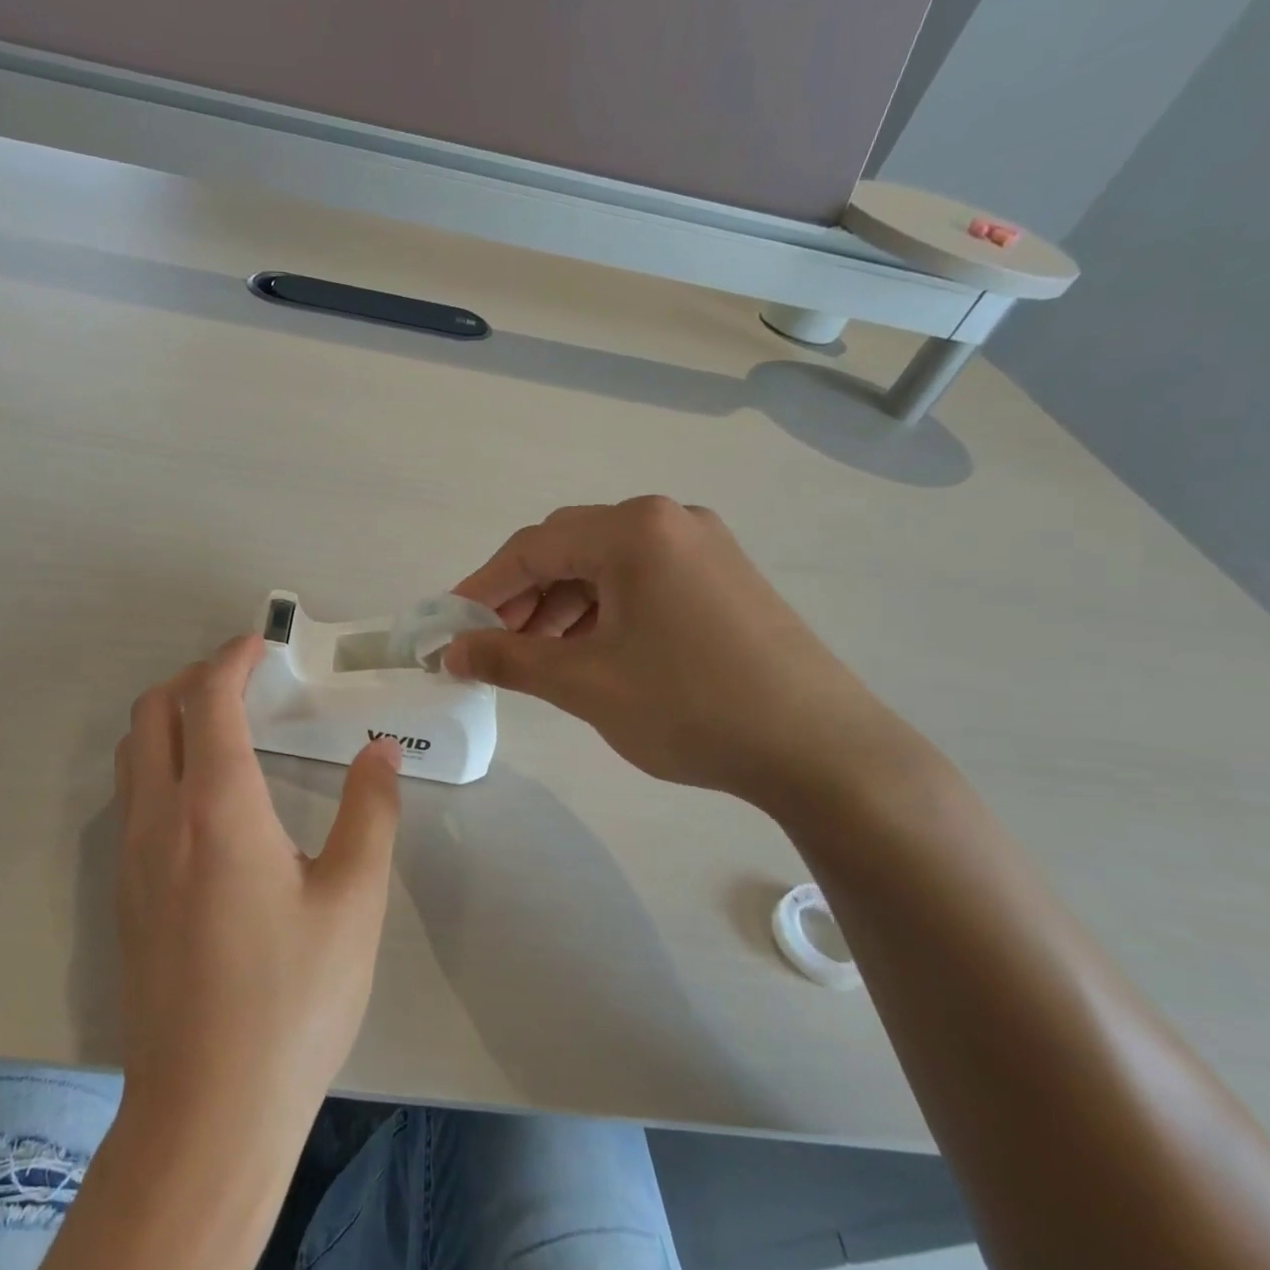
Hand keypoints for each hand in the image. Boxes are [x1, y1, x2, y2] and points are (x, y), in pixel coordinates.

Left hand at [113, 635, 402, 1140]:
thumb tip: (380, 750)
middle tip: (244, 682)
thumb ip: (371, 811)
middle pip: (153, 711)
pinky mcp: (122, 893)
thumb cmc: (292, 1001)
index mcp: (217, 810)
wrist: (206, 1111)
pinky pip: (130, 795)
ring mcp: (130, 857)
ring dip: (170, 718)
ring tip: (224, 728)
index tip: (262, 645)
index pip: (209, 700)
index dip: (232, 659)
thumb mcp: (354, 901)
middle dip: (194, 678)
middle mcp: (160, 819)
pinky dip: (160, 762)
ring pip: (133, 752)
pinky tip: (205, 798)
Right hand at [445, 497, 917, 813]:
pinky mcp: (724, 577)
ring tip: (539, 656)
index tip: (448, 627)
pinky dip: (603, 610)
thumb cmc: (690, 706)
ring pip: (605, 565)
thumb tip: (450, 652)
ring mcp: (704, 546)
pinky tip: (592, 651)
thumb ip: (508, 658)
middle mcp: (669, 520)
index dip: (481, 588)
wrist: (821, 749)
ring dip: (560, 605)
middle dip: (521, 596)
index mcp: (634, 530)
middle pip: (568, 548)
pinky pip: (642, 580)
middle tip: (492, 645)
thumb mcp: (584, 683)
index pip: (532, 548)